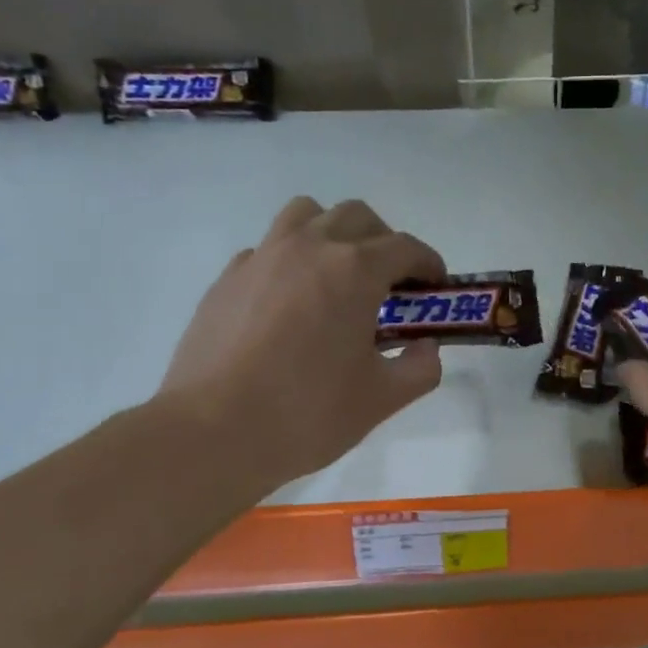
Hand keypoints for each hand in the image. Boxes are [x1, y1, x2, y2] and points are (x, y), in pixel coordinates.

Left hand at [155, 197, 444, 489]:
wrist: (213, 432)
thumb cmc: (308, 413)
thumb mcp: (382, 399)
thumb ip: (419, 368)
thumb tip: (425, 348)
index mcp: (354, 271)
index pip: (405, 247)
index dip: (429, 264)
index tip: (434, 287)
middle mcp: (309, 248)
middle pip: (357, 217)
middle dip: (384, 241)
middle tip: (390, 283)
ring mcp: (261, 258)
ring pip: (306, 215)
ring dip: (333, 234)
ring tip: (337, 277)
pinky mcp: (227, 279)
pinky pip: (267, 250)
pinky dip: (290, 262)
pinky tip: (289, 305)